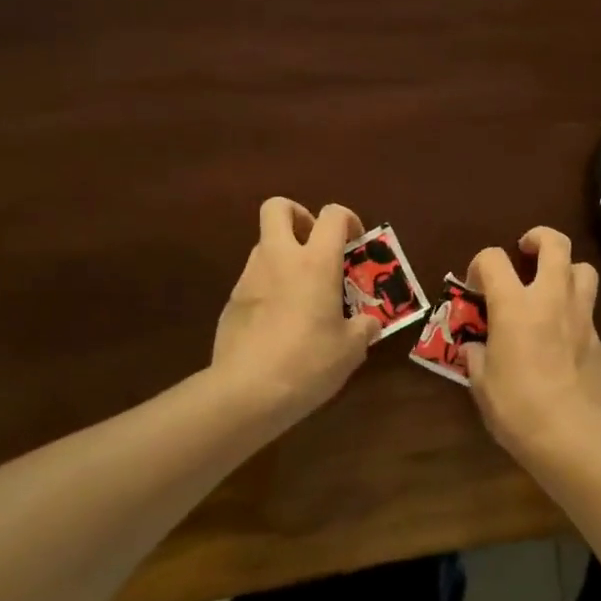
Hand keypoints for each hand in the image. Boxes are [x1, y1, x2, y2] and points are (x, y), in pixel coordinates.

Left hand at [212, 197, 380, 418]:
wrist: (245, 392)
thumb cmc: (307, 362)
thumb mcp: (350, 350)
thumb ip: (362, 329)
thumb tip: (369, 324)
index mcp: (315, 262)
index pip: (332, 215)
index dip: (347, 220)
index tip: (355, 244)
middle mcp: (279, 258)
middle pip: (279, 208)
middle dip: (298, 216)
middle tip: (314, 244)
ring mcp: (249, 277)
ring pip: (264, 244)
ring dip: (283, 255)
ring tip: (300, 291)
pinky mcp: (231, 301)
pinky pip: (253, 279)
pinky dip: (268, 287)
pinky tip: (279, 321)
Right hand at [464, 226, 600, 461]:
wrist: (573, 435)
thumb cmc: (517, 407)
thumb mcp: (482, 383)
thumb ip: (476, 356)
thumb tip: (474, 348)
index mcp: (514, 305)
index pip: (492, 258)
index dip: (479, 264)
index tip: (476, 285)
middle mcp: (551, 298)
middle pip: (555, 243)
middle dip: (539, 238)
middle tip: (525, 252)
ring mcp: (581, 316)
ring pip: (584, 269)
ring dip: (567, 270)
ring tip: (553, 288)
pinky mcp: (600, 339)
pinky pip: (589, 311)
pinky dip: (575, 313)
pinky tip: (564, 338)